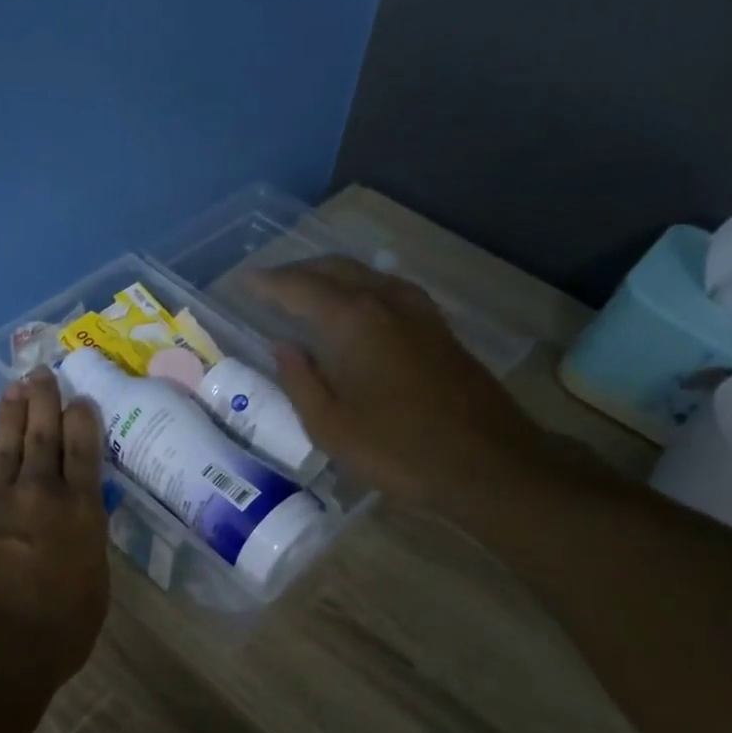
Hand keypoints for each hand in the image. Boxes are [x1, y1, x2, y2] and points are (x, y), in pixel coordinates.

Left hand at [0, 368, 110, 699]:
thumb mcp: (93, 590)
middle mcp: (42, 493)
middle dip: (45, 401)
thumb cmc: (56, 631)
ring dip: (12, 413)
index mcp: (82, 512)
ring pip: (9, 443)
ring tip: (15, 386)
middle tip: (43, 372)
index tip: (81, 398)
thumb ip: (88, 548)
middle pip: (44, 436)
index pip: (85, 452)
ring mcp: (0, 499)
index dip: (83, 421)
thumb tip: (82, 528)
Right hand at [245, 257, 546, 505]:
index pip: (298, 288)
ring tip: (306, 292)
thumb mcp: (330, 427)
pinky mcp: (439, 328)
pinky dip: (360, 289)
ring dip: (330, 276)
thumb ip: (300, 381)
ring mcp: (418, 311)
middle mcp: (385, 301)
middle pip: (334, 269)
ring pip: (365, 275)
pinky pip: (388, 290)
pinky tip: (356, 309)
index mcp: (352, 321)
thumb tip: (283, 347)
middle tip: (270, 284)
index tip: (244, 281)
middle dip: (297, 272)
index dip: (267, 284)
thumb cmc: (398, 450)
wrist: (488, 463)